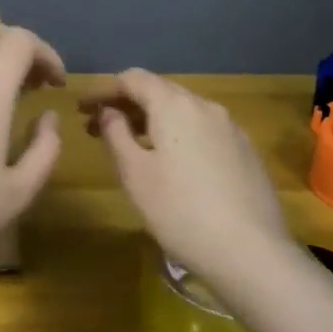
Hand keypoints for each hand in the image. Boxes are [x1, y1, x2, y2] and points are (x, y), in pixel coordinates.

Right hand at [81, 69, 291, 279]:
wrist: (251, 253)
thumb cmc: (180, 211)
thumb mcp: (134, 174)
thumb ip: (116, 134)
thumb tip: (108, 112)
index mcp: (175, 105)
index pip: (132, 78)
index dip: (103, 90)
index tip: (81, 109)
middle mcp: (206, 106)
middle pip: (159, 91)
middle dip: (127, 104)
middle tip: (99, 129)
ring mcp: (231, 128)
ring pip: (183, 110)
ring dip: (153, 120)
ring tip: (132, 145)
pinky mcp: (246, 151)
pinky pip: (203, 129)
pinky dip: (178, 134)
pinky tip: (171, 162)